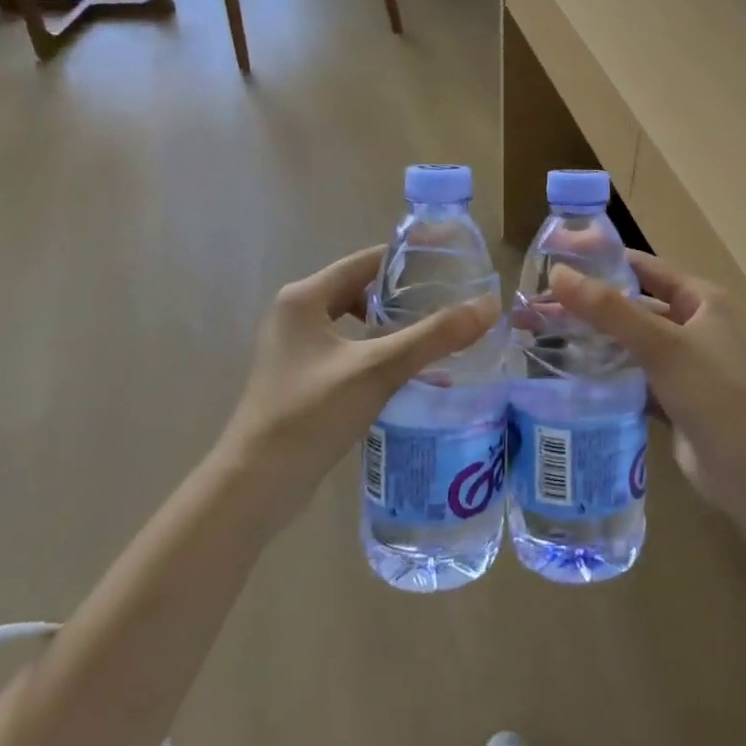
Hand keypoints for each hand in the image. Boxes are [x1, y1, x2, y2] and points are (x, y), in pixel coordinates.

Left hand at [216, 246, 496, 516]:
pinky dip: (377, 350)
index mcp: (305, 297)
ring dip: (392, 325)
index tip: (452, 262)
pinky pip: (348, 349)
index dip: (410, 259)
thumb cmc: (310, 414)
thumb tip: (488, 307)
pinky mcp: (301, 377)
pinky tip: (405, 369)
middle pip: (362, 289)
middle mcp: (296, 314)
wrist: (256, 485)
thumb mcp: (376, 369)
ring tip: (434, 333)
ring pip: (355, 321)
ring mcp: (295, 348)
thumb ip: (433, 336)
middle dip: (405, 294)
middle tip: (450, 300)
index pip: (367, 261)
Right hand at [550, 252, 745, 533]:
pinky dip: (601, 370)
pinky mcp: (668, 397)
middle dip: (585, 303)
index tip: (554, 259)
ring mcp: (679, 363)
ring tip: (537, 334)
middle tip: (534, 304)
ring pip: (625, 341)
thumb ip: (609, 310)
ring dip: (588, 337)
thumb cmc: (713, 394)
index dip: (600, 259)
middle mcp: (690, 324)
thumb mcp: (661, 345)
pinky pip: (628, 374)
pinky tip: (564, 371)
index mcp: (700, 299)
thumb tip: (559, 273)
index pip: (642, 267)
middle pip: (629, 304)